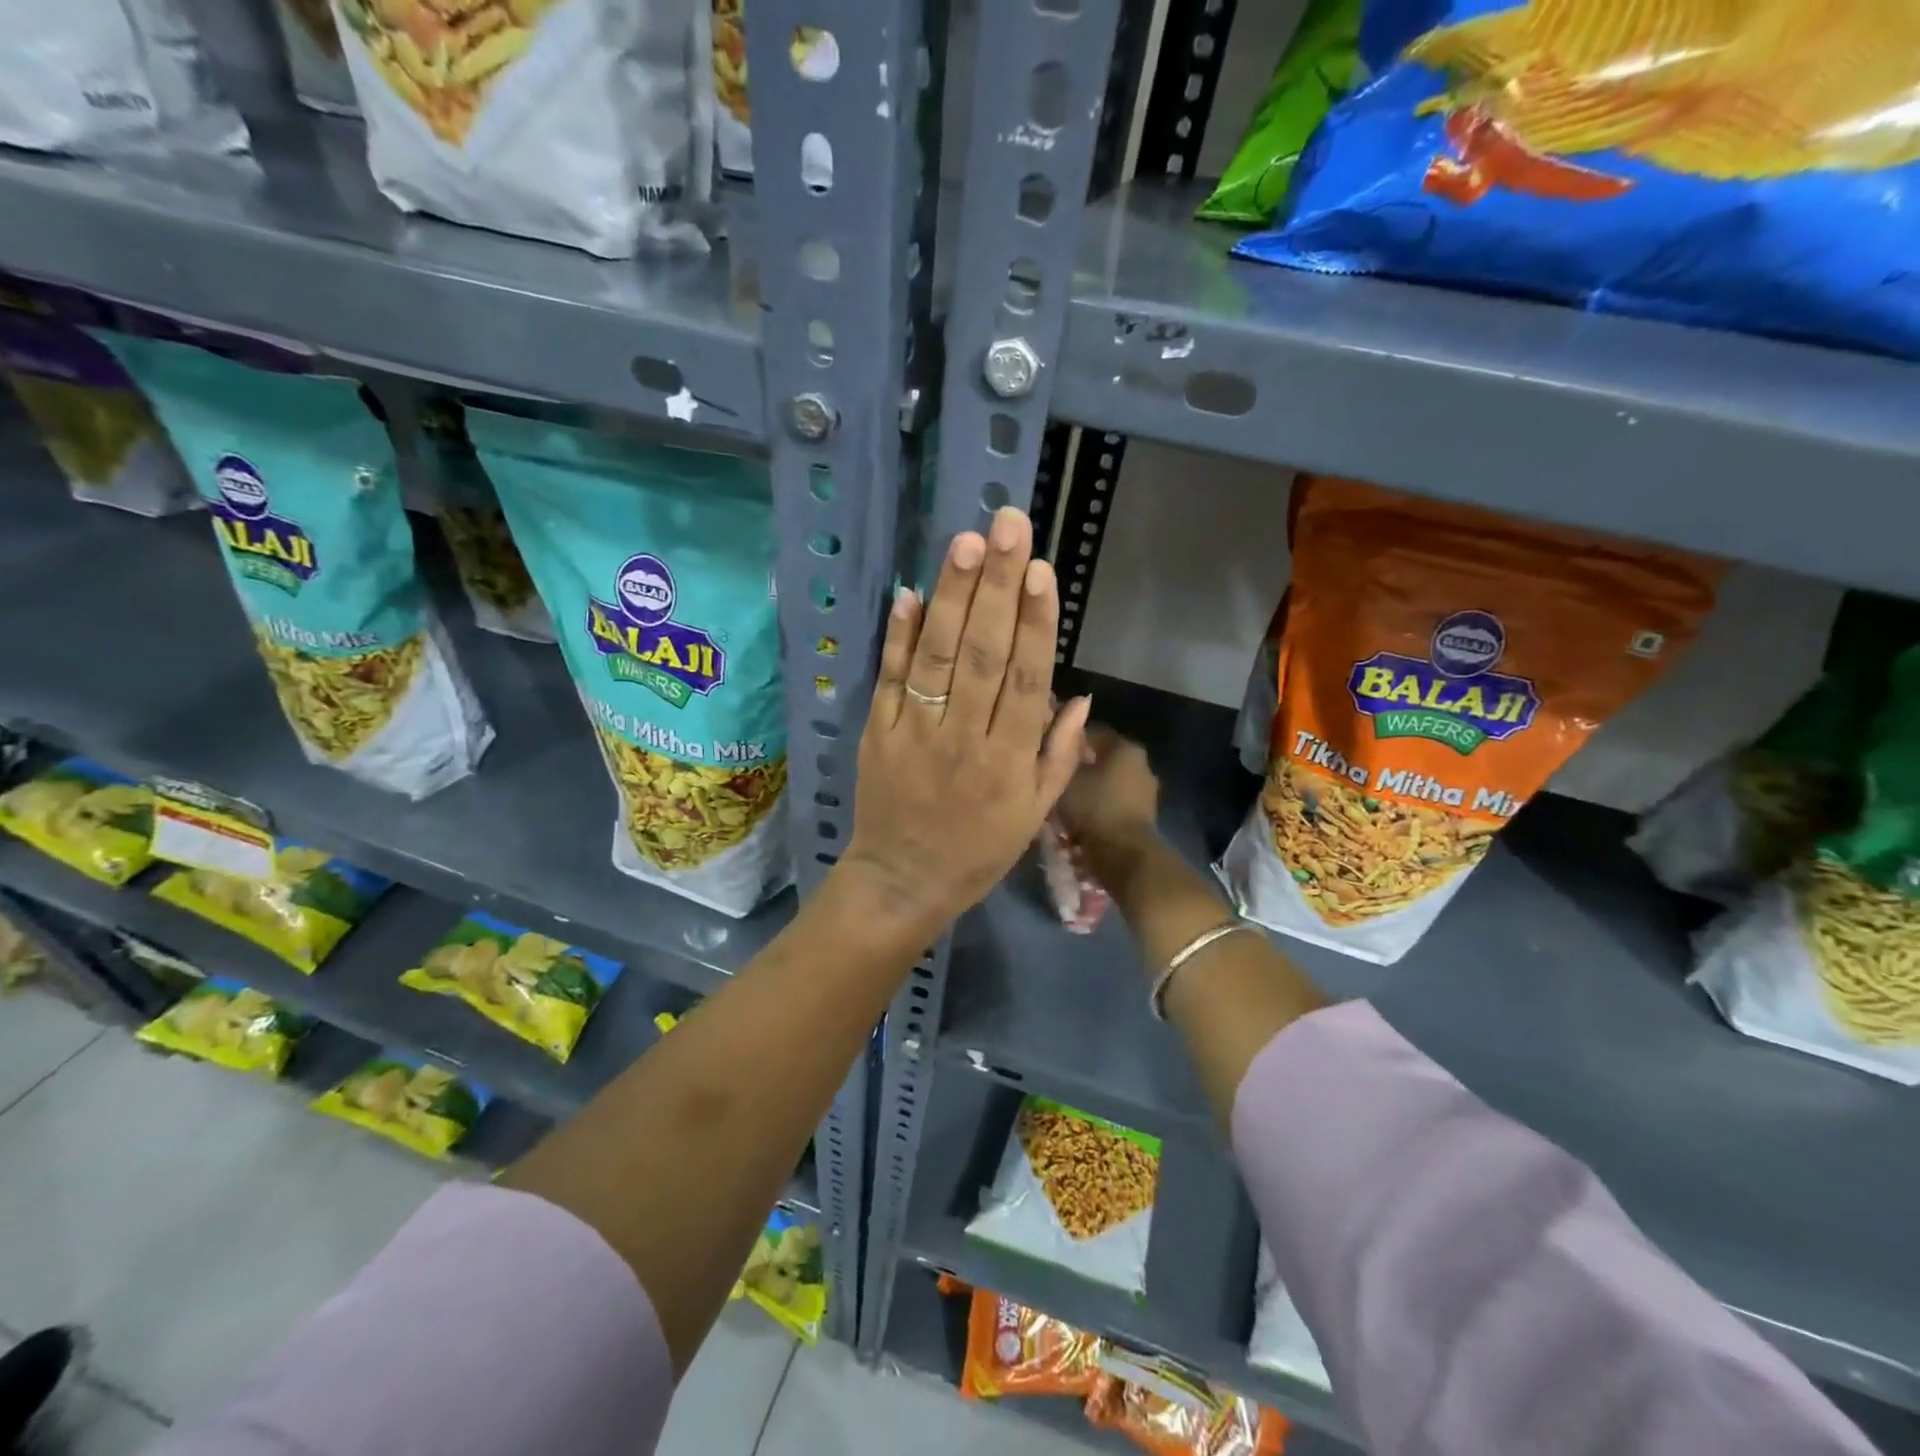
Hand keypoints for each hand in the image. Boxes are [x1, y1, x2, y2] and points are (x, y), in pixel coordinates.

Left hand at [839, 507, 1090, 938]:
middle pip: (984, 653)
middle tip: (1008, 526)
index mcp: (1010, 760)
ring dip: (953, 597)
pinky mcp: (878, 731)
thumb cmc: (978, 851)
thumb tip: (1080, 696)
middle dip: (999, 587)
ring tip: (966, 544)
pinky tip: (909, 592)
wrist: (902, 882)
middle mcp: (965, 737)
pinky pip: (889, 677)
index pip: (1028, 680)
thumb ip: (1058, 755)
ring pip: (938, 656)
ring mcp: (916, 731)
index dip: (1037, 623)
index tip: (1042, 570)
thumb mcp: (1034, 815)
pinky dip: (897, 635)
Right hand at [1055, 725, 1159, 861]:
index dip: (1069, 741)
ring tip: (1065, 804)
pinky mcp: (1145, 816)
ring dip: (1090, 791)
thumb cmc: (1094, 807)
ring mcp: (1146, 791)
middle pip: (1103, 760)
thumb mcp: (1066, 778)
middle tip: (1055, 780)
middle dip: (1080, 768)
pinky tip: (1081, 820)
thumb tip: (1062, 747)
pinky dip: (1100, 809)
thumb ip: (1064, 758)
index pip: (1093, 733)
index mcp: (1125, 747)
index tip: (1051, 753)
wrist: (1124, 853)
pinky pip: (1115, 805)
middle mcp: (1141, 764)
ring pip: (1109, 784)